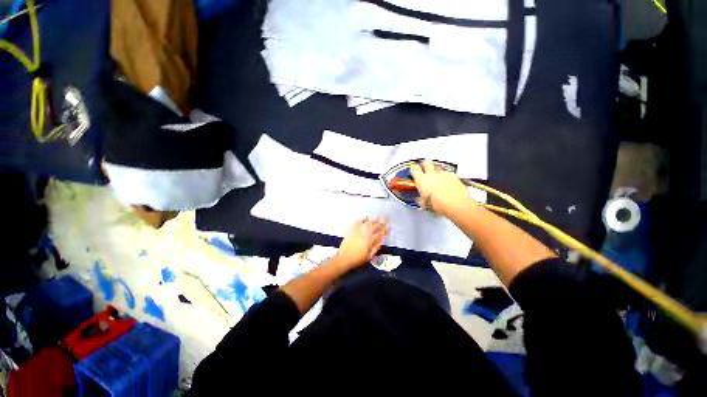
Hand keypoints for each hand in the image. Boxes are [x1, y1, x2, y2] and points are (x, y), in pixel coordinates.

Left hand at [334, 217, 388, 269]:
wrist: (344, 259)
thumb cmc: (358, 259)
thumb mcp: (369, 256)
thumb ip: (375, 247)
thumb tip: (380, 241)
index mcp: (371, 241)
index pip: (380, 233)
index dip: (385, 229)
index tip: (388, 226)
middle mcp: (365, 234)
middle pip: (375, 226)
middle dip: (381, 221)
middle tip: (385, 218)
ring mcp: (358, 231)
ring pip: (367, 222)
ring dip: (373, 219)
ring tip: (377, 216)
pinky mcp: (351, 230)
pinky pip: (357, 222)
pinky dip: (362, 219)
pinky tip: (364, 217)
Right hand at [410, 160, 472, 215]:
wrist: (456, 205)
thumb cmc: (439, 205)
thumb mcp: (424, 204)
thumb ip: (420, 199)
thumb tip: (420, 199)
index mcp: (422, 180)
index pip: (414, 169)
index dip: (413, 169)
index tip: (413, 171)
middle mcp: (431, 174)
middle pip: (426, 163)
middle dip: (424, 165)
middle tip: (424, 170)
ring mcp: (443, 174)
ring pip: (437, 167)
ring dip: (435, 171)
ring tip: (436, 178)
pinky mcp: (453, 175)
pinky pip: (447, 173)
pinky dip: (446, 176)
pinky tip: (446, 183)